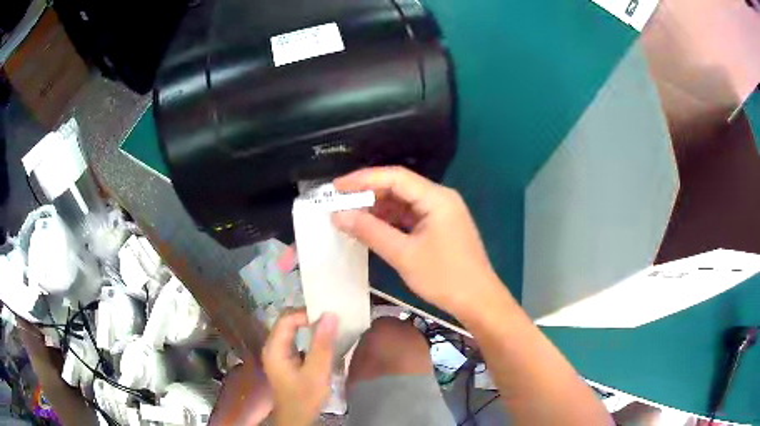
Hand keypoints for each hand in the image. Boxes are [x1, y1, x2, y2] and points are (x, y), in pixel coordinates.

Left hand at [262, 311, 337, 425]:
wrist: (298, 418)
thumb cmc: (305, 397)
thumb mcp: (317, 372)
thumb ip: (322, 344)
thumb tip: (330, 315)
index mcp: (274, 348)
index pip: (287, 319)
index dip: (306, 314)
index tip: (328, 318)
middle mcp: (272, 347)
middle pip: (288, 322)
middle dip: (309, 318)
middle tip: (331, 320)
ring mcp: (278, 353)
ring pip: (292, 330)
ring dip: (310, 327)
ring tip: (330, 328)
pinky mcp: (286, 359)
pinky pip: (296, 340)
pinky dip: (309, 337)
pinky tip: (323, 341)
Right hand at [332, 166, 503, 317]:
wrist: (478, 301)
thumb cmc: (444, 277)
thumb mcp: (404, 255)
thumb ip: (370, 231)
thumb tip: (338, 215)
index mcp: (436, 198)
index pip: (394, 177)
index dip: (362, 179)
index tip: (336, 187)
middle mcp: (439, 198)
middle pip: (398, 187)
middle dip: (368, 194)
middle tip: (338, 203)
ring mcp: (440, 213)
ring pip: (403, 202)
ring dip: (377, 209)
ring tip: (349, 217)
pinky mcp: (439, 227)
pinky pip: (409, 217)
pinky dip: (390, 221)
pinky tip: (371, 229)